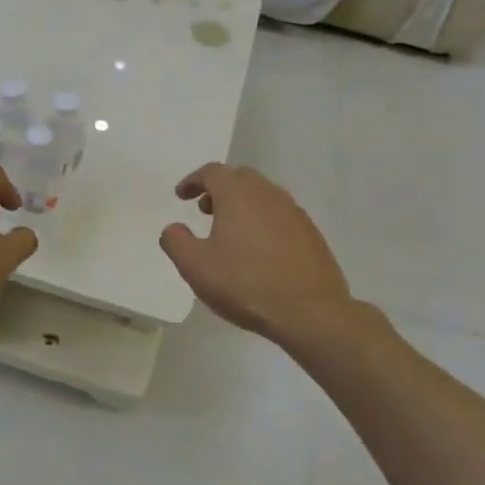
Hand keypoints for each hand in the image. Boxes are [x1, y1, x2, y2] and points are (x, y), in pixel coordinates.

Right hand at [159, 164, 355, 340]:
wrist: (310, 312)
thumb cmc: (245, 284)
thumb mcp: (195, 267)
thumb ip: (176, 241)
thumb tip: (173, 228)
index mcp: (238, 195)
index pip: (212, 172)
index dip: (193, 180)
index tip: (182, 196)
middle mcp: (268, 194)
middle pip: (240, 178)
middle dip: (219, 189)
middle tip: (205, 210)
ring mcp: (294, 212)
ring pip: (263, 195)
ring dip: (242, 204)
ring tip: (230, 232)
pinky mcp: (311, 233)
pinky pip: (280, 215)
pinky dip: (263, 221)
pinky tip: (259, 250)